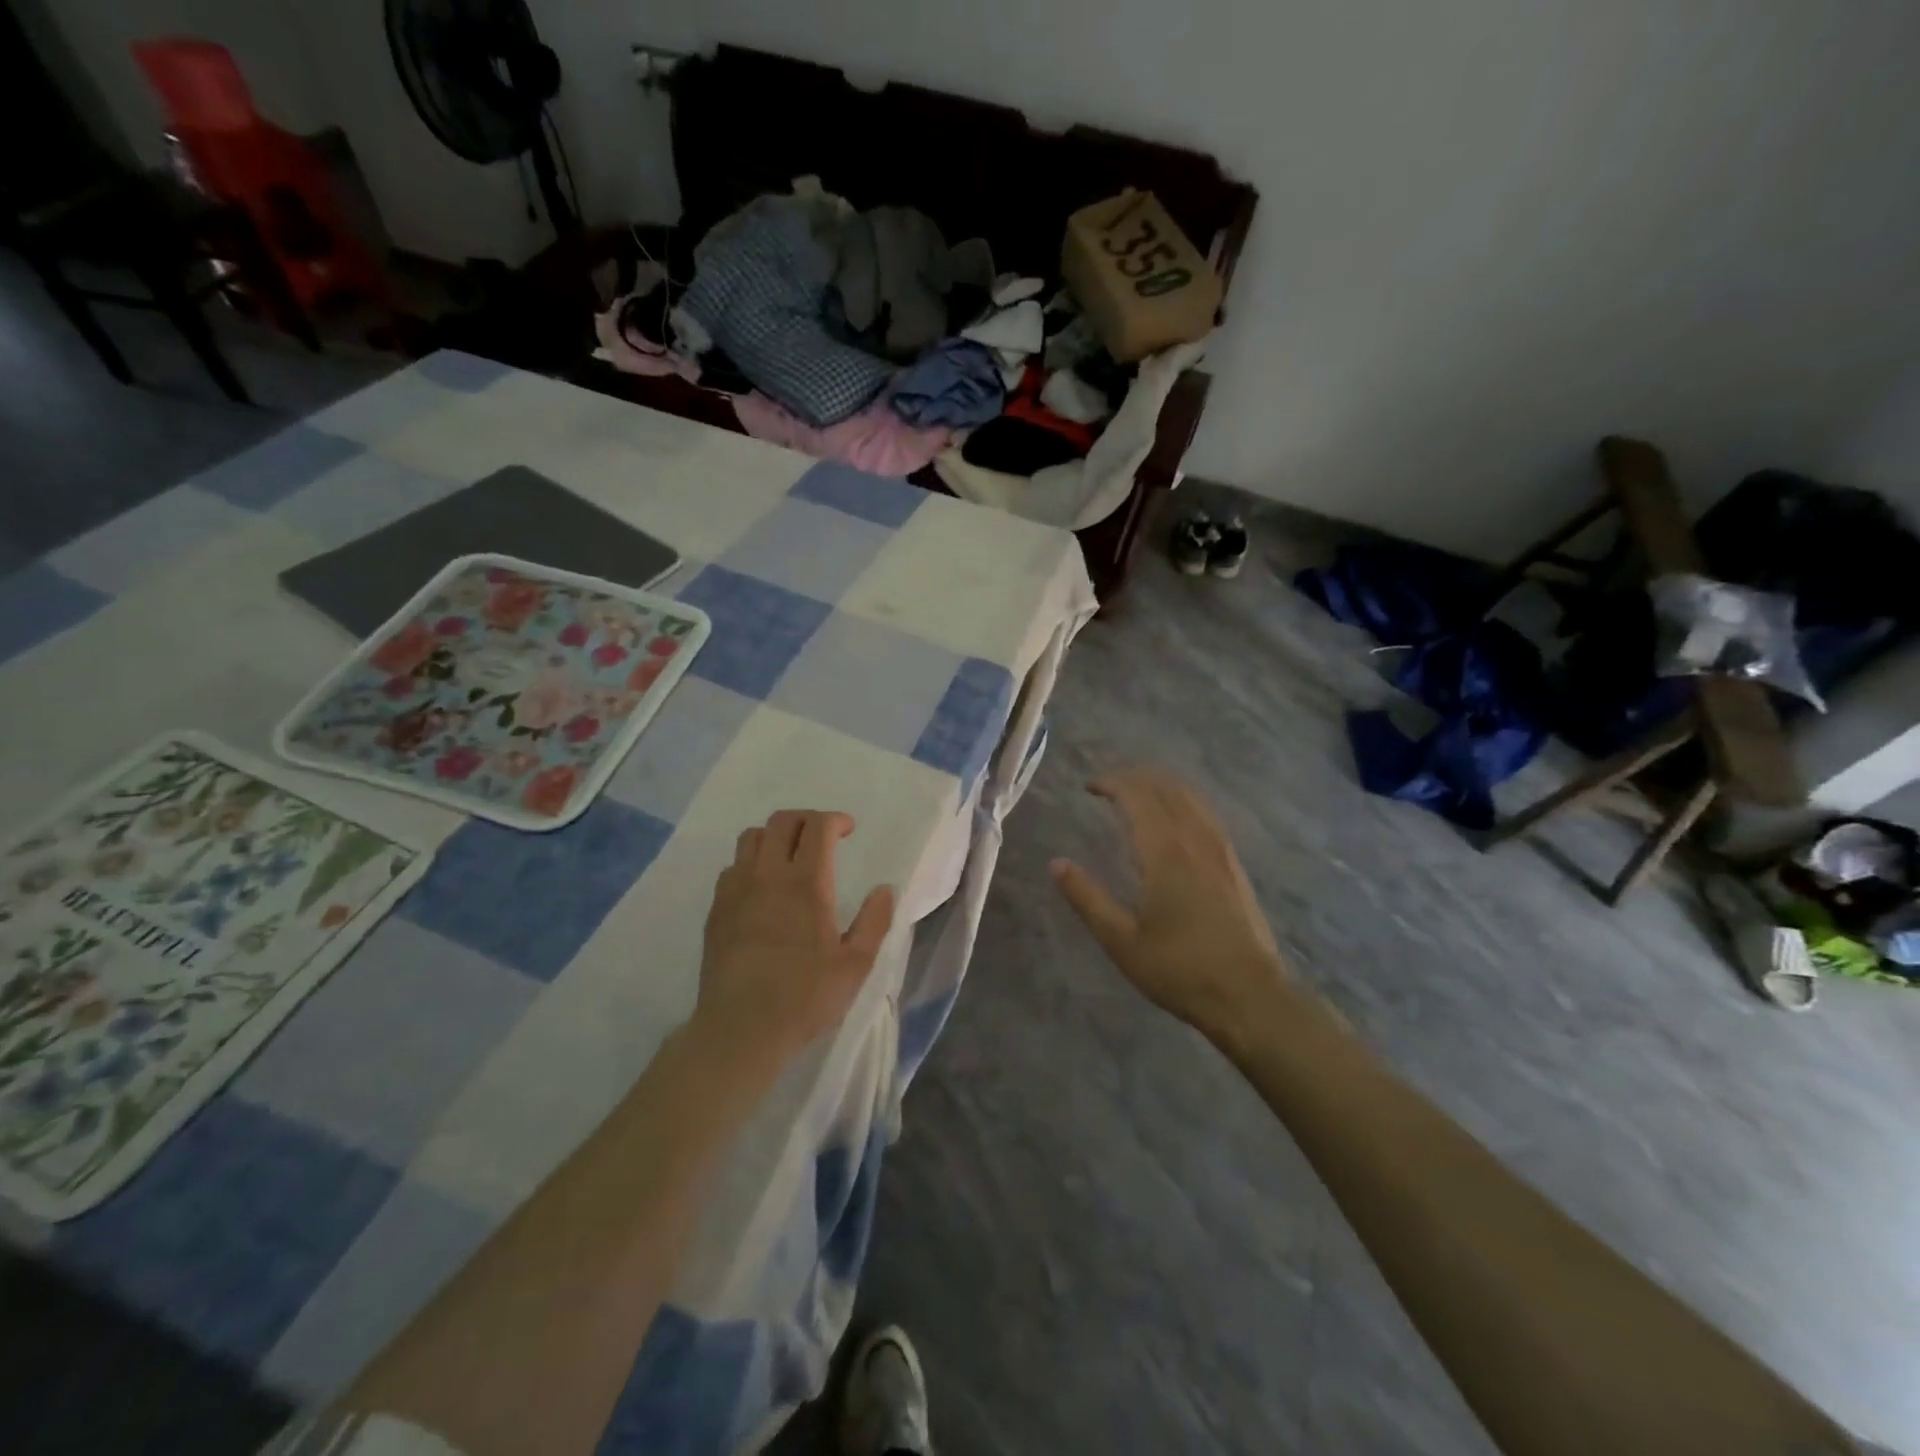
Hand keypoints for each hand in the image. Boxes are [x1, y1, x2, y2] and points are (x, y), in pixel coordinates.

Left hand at [694, 810, 896, 1073]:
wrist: (740, 1029)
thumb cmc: (805, 997)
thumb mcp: (856, 965)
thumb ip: (875, 921)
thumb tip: (885, 889)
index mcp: (806, 884)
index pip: (817, 827)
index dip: (835, 819)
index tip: (848, 830)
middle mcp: (768, 876)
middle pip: (782, 821)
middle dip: (806, 819)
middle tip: (823, 837)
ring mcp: (736, 891)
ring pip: (751, 838)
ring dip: (775, 836)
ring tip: (790, 857)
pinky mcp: (716, 910)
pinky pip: (732, 868)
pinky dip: (751, 864)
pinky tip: (762, 889)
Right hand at [1051, 768, 1289, 1045]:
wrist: (1250, 996)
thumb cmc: (1179, 970)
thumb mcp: (1121, 941)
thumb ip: (1087, 898)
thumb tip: (1056, 864)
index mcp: (1165, 852)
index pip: (1137, 796)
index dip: (1111, 783)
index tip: (1088, 787)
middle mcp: (1195, 839)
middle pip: (1166, 787)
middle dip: (1134, 777)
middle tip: (1107, 786)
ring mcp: (1221, 850)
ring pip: (1190, 797)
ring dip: (1160, 786)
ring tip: (1136, 794)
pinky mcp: (1234, 864)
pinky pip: (1205, 813)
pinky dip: (1182, 801)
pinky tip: (1174, 820)